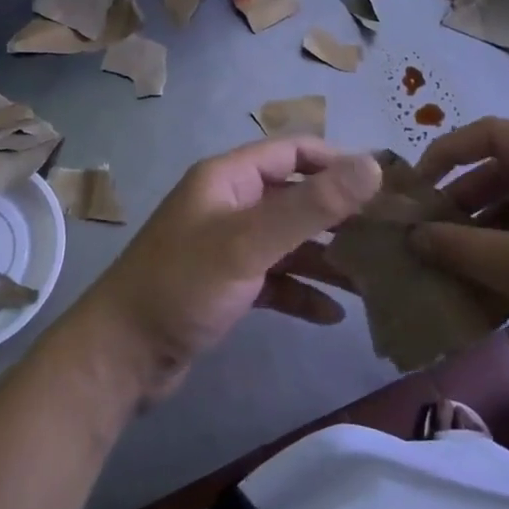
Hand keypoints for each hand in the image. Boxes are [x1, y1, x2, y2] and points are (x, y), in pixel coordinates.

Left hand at [71, 138, 381, 401]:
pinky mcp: (227, 286)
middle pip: (295, 197)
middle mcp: (229, 204)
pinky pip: (275, 279)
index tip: (384, 186)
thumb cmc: (182, 286)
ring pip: (289, 242)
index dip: (338, 162)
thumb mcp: (249, 242)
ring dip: (326, 258)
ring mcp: (227, 247)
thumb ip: (311, 206)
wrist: (120, 357)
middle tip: (388, 236)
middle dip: (339, 215)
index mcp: (228, 178)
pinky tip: (333, 315)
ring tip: (373, 279)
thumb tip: (373, 166)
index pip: (293, 151)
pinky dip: (301, 292)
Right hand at [408, 118, 508, 420]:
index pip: (498, 135)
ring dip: (479, 228)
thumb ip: (464, 247)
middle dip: (461, 198)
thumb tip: (412, 235)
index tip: (415, 187)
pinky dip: (502, 252)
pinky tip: (474, 280)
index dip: (450, 152)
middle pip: (506, 170)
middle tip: (422, 230)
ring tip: (440, 257)